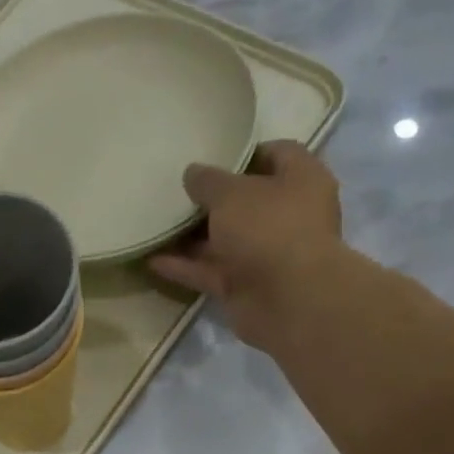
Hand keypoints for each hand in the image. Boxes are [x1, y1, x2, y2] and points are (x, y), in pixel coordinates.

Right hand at [151, 140, 369, 355]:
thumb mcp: (231, 193)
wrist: (287, 300)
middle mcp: (286, 215)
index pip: (275, 154)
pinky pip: (210, 271)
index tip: (211, 155)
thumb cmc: (269, 228)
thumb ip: (208, 181)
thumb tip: (192, 173)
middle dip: (212, 199)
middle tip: (177, 191)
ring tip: (158, 224)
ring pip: (225, 240)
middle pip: (246, 202)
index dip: (244, 153)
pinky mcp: (244, 287)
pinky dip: (185, 267)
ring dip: (193, 236)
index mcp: (300, 179)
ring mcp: (265, 254)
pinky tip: (153, 259)